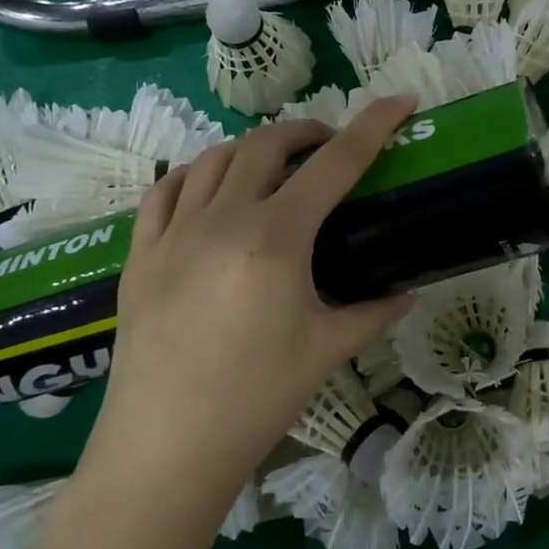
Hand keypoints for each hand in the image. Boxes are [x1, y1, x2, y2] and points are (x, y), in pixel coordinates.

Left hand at [80, 96, 417, 493]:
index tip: (400, 100)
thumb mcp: (326, 350)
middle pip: (269, 144)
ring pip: (215, 158)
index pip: (336, 163)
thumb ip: (373, 312)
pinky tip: (209, 190)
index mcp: (277, 238)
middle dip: (307, 131)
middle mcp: (223, 219)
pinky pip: (165, 191)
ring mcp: (174, 232)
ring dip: (253, 149)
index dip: (373, 125)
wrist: (165, 447)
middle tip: (330, 148)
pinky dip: (195, 175)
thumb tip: (407, 294)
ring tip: (275, 167)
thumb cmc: (256, 398)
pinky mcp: (140, 254)